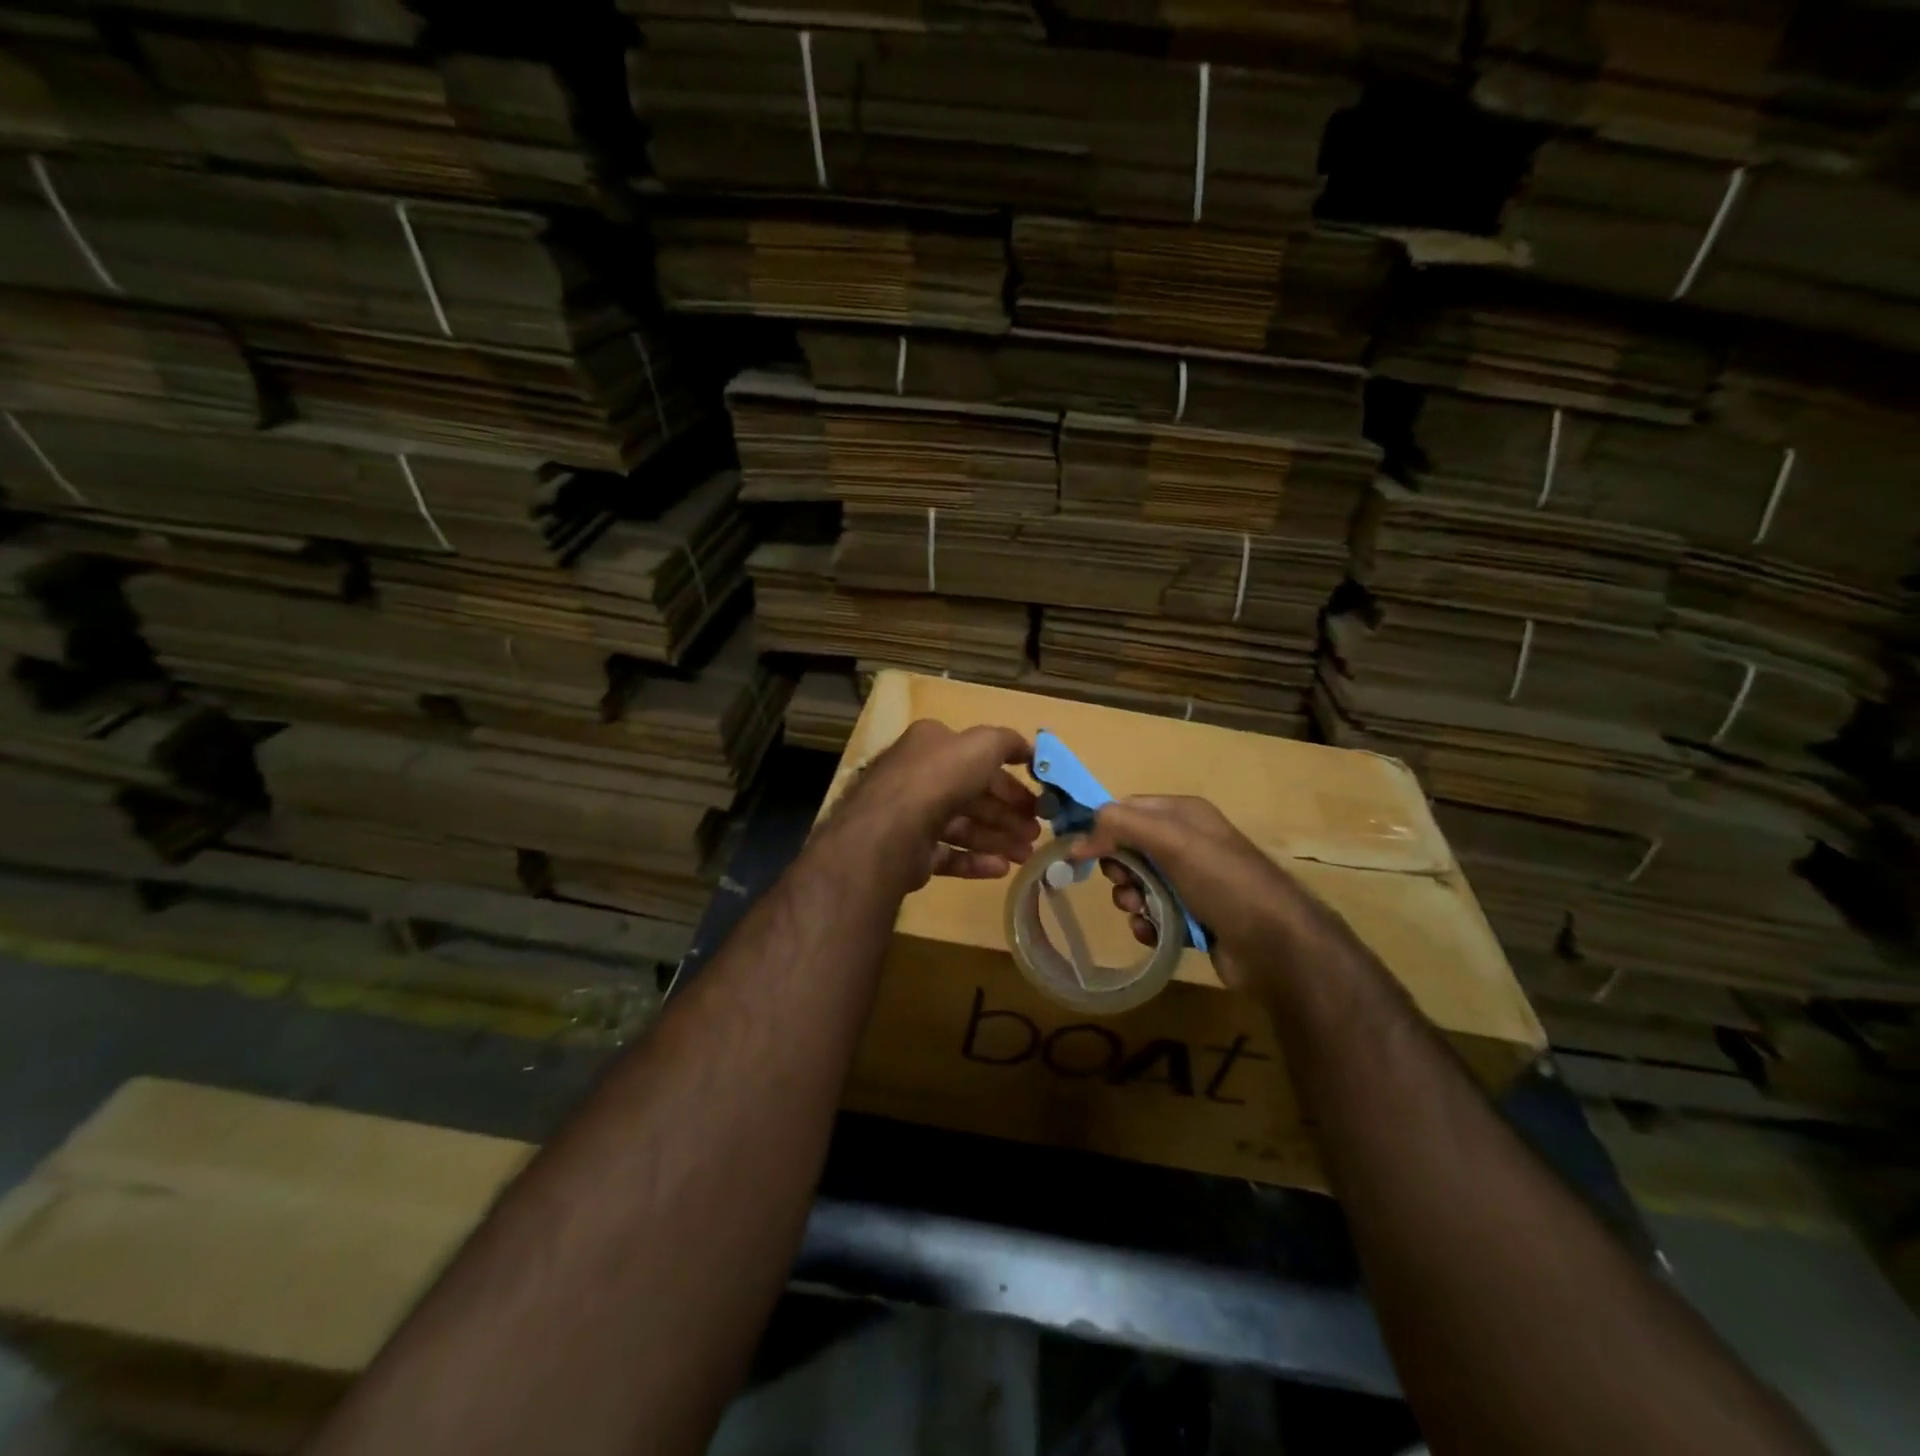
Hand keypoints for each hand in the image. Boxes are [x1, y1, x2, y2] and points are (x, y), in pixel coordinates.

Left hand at [831, 721, 1038, 889]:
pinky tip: (1001, 869)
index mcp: (931, 745)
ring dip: (998, 839)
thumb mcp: (982, 745)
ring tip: (1026, 855)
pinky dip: (975, 861)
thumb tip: (1030, 750)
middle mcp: (918, 776)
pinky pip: (948, 854)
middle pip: (972, 795)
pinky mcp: (909, 851)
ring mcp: (911, 816)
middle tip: (1036, 831)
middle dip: (1007, 813)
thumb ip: (1007, 742)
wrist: (891, 829)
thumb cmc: (939, 777)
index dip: (1009, 777)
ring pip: (963, 826)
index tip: (1036, 797)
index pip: (976, 758)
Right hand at [1067, 795, 1341, 995]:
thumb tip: (1079, 838)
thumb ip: (1121, 826)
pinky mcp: (1193, 916)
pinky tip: (1154, 932)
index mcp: (1183, 814)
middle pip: (1128, 848)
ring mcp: (1191, 881)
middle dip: (1118, 869)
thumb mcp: (1171, 840)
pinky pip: (1152, 913)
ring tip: (1141, 912)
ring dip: (1130, 899)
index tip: (1078, 852)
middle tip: (1124, 884)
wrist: (1274, 944)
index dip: (1100, 827)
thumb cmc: (1222, 881)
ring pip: (1137, 884)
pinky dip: (1147, 923)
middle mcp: (1187, 843)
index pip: (1126, 809)